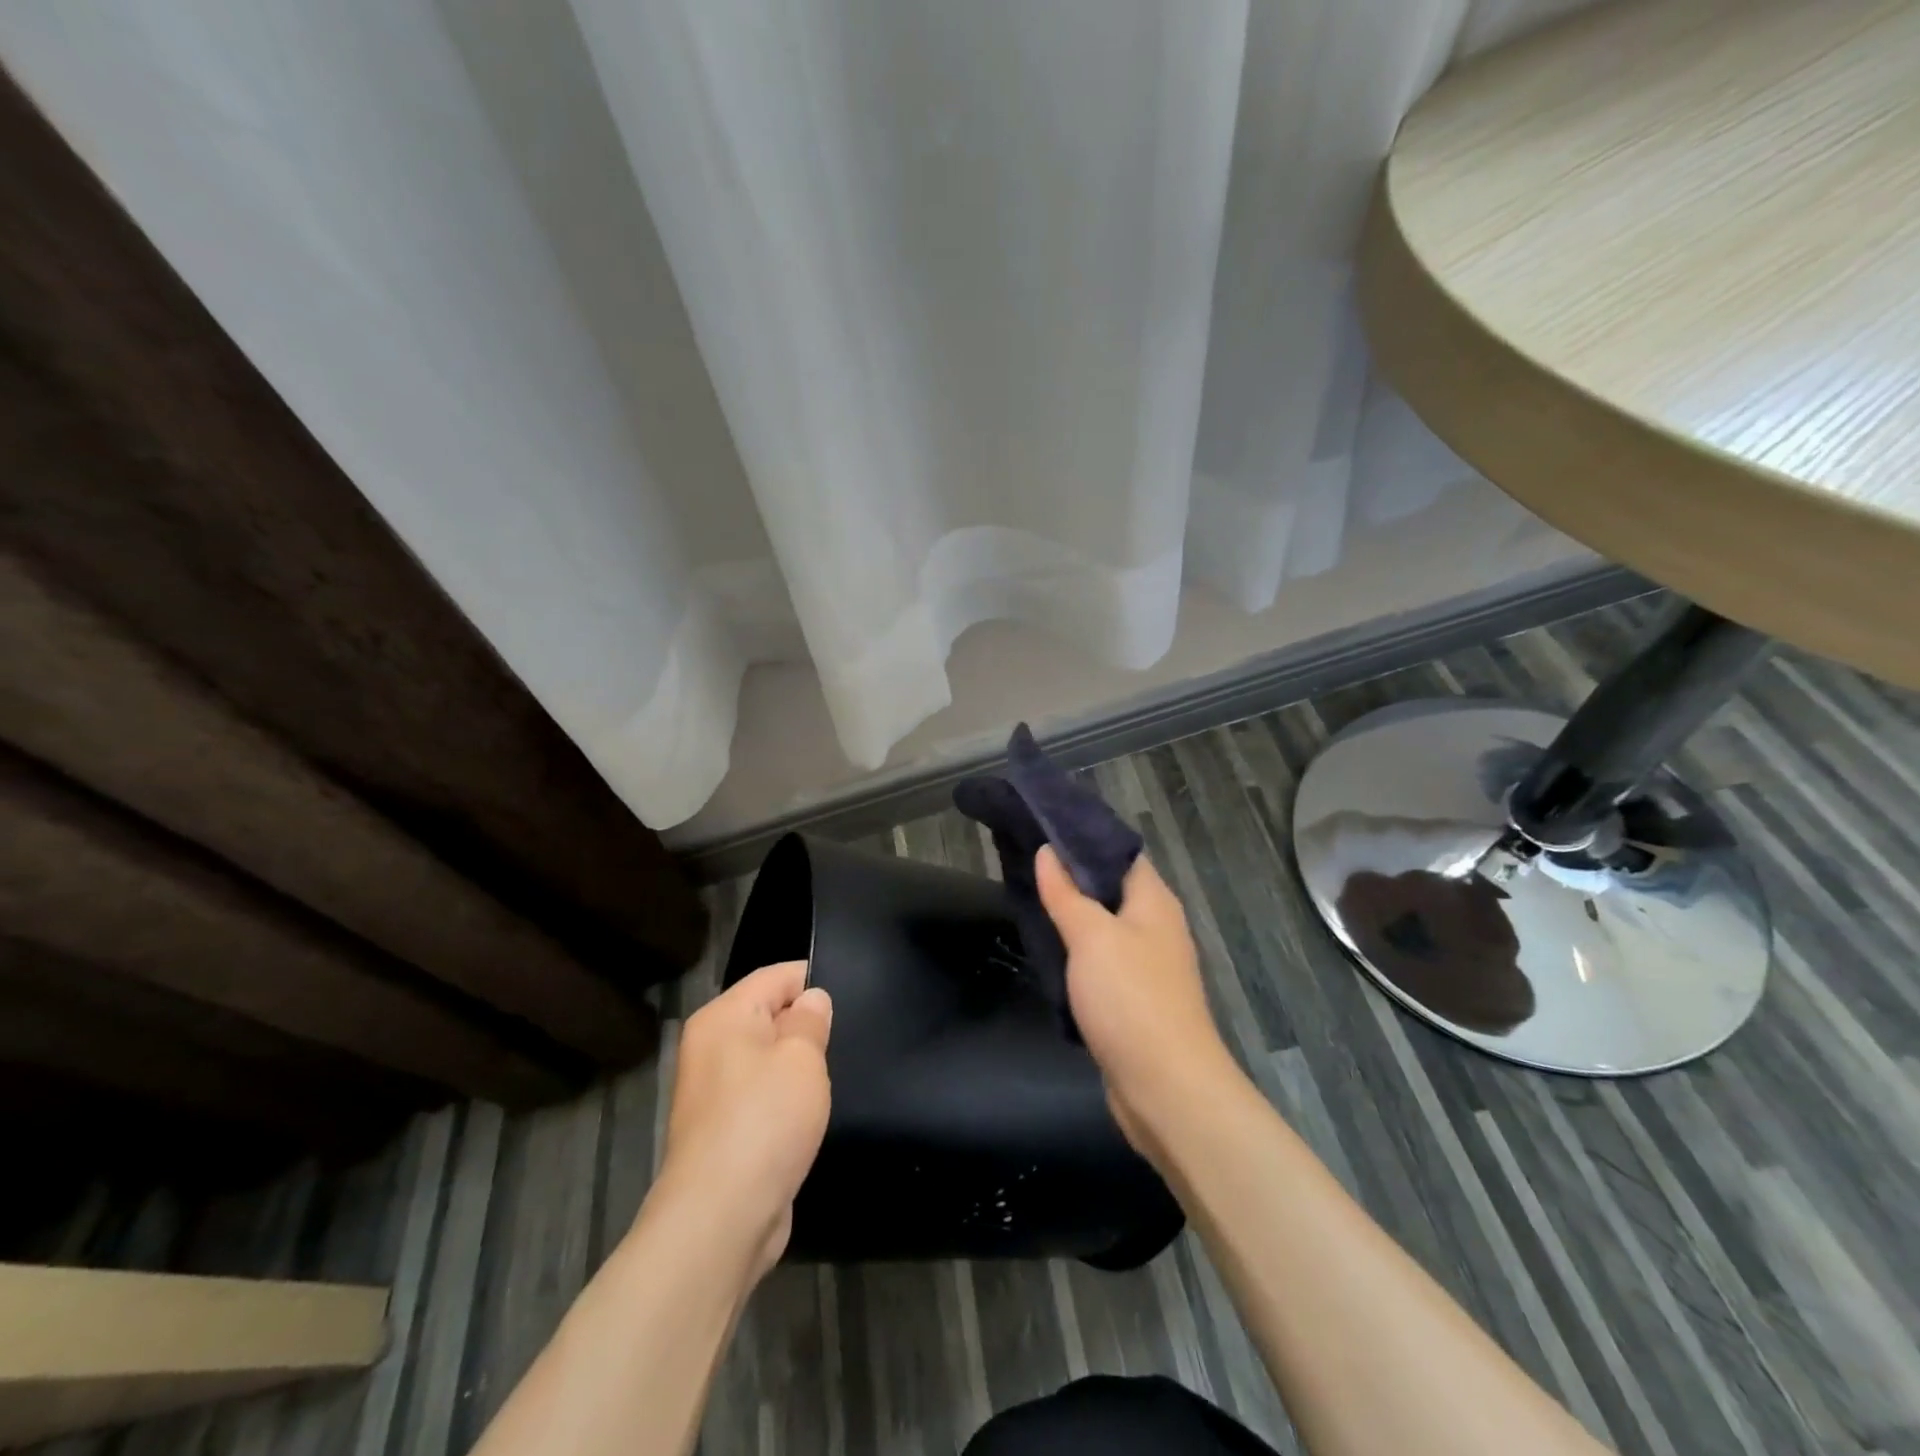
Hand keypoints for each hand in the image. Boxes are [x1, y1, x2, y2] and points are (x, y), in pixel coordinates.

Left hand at [652, 961, 831, 1277]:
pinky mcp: (723, 1131)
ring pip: (767, 1059)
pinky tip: (812, 1112)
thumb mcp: (801, 1057)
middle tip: (850, 1036)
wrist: (721, 1218)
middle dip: (807, 1025)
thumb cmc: (764, 1120)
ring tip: (836, 1072)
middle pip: (769, 1016)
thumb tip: (812, 999)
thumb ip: (810, 1019)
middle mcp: (710, 1047)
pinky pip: (762, 1096)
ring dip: (798, 1067)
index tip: (855, 995)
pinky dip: (786, 1100)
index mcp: (722, 1017)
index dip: (814, 980)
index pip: (775, 976)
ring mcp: (713, 1092)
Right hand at [1035, 845, 1233, 1159]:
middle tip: (1023, 862)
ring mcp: (1147, 965)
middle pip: (1111, 888)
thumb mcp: (1092, 936)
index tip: (1041, 828)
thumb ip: (1066, 893)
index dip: (1084, 837)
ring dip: (1071, 915)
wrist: (1166, 1088)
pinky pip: (1101, 961)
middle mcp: (1155, 926)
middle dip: (1070, 876)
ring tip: (1027, 898)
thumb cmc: (1131, 998)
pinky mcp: (1134, 999)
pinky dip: (1076, 952)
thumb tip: (1047, 851)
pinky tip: (1047, 949)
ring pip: (1104, 926)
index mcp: (1154, 901)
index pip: (1119, 852)